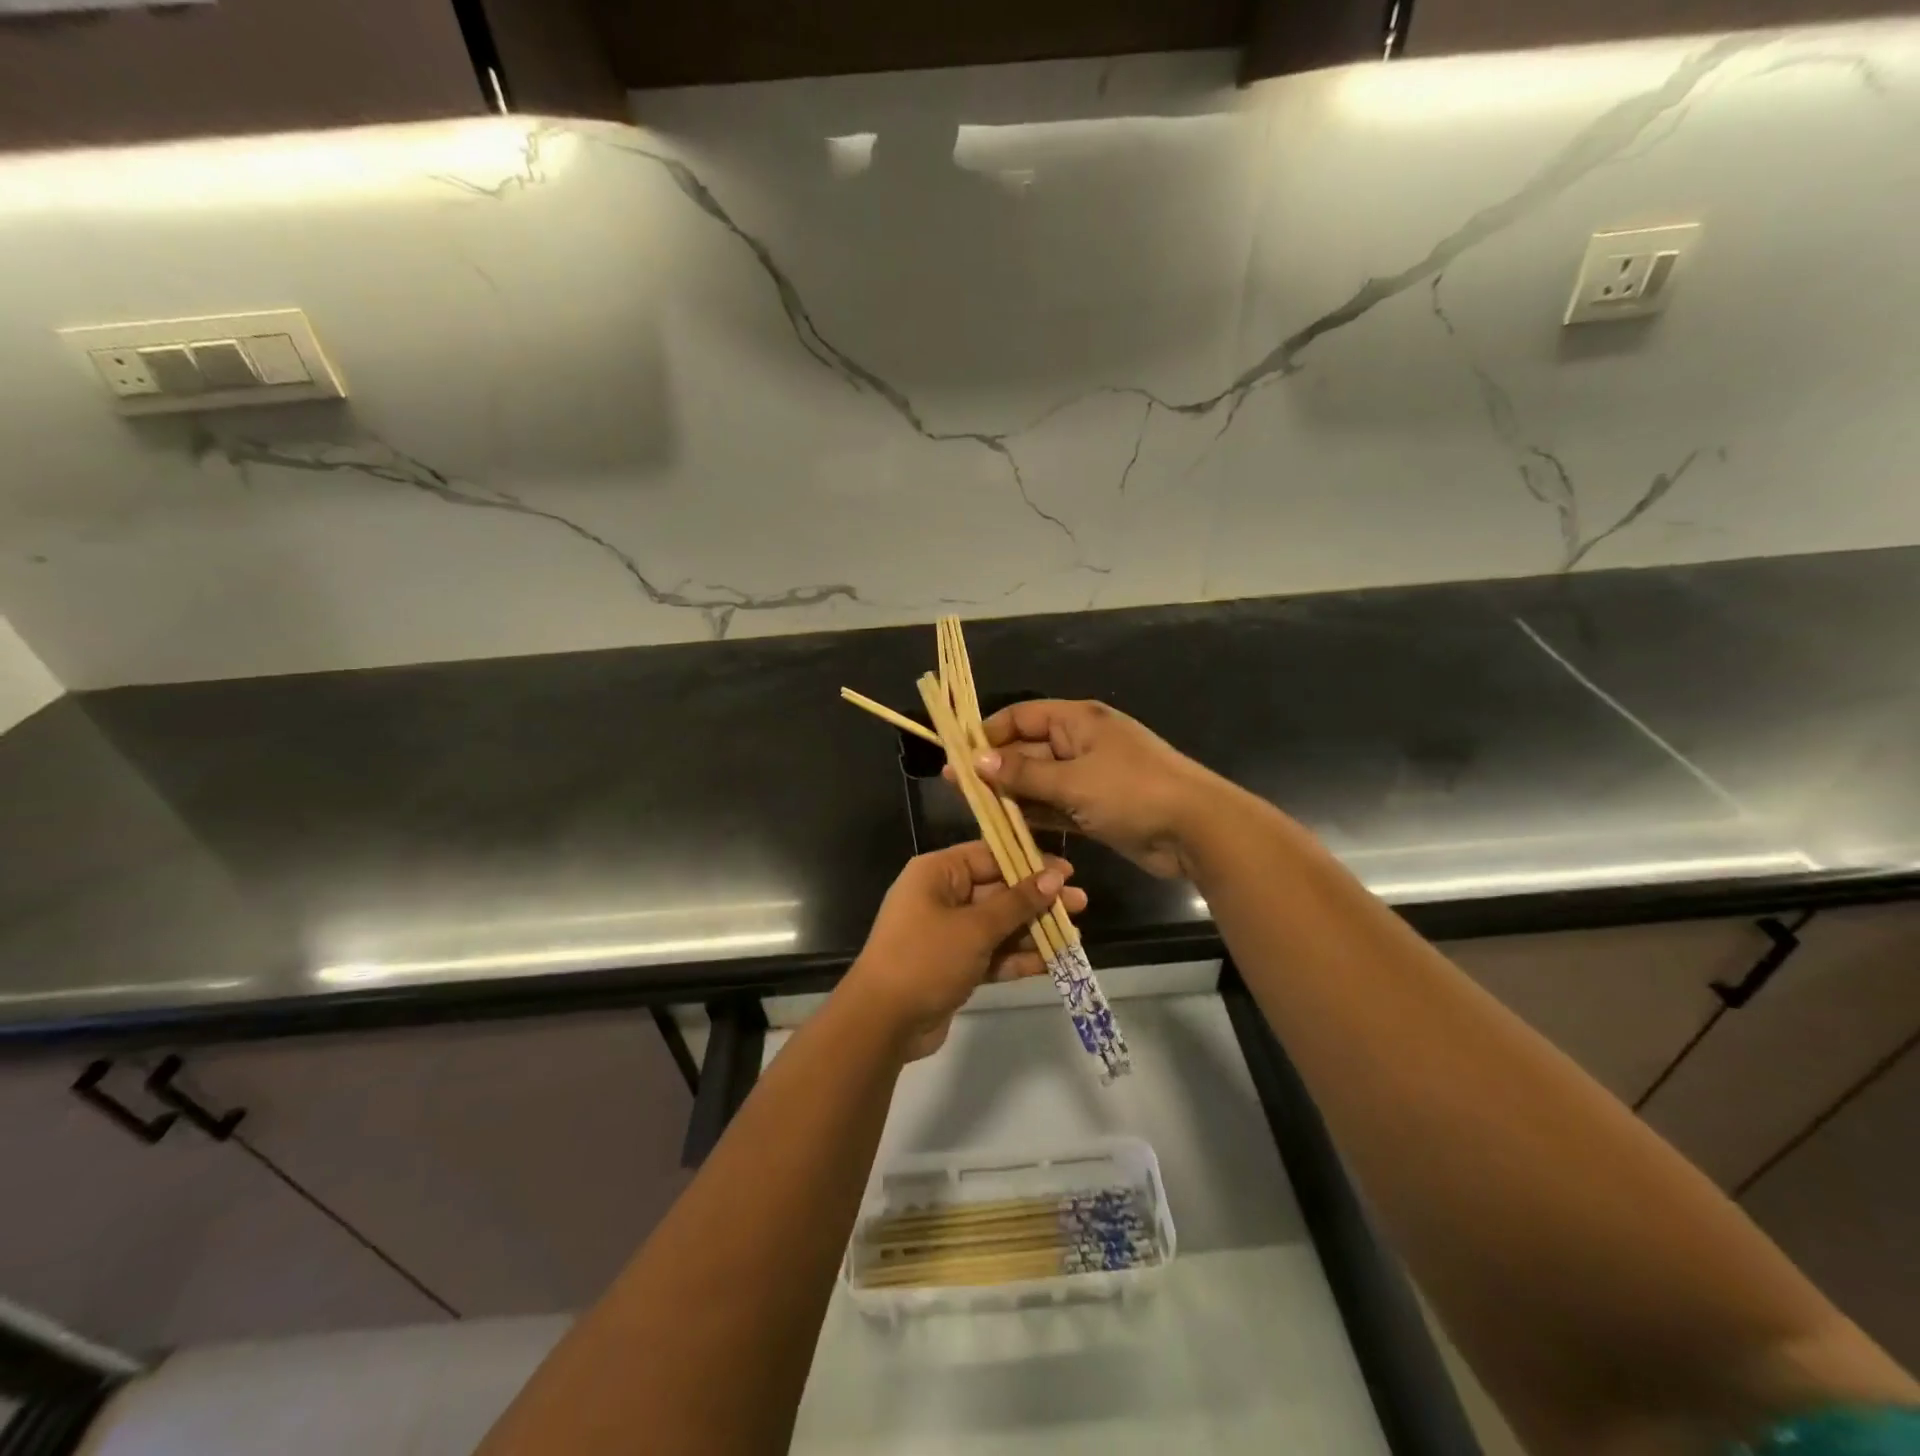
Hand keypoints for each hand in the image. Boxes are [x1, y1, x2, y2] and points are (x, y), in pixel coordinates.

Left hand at [844, 841, 1085, 1059]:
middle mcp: (942, 897)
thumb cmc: (925, 959)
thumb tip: (1054, 878)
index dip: (1029, 862)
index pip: (989, 855)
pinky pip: (992, 953)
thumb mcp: (974, 928)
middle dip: (1038, 900)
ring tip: (1075, 936)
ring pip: (999, 924)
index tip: (1067, 872)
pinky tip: (1052, 962)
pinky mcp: (955, 965)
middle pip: (998, 890)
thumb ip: (1017, 903)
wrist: (882, 1023)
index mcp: (937, 873)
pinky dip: (1018, 957)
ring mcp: (948, 933)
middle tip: (1080, 905)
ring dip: (1033, 930)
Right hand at [964, 699, 1231, 879]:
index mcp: (1078, 721)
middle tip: (958, 788)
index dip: (989, 732)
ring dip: (1012, 794)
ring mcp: (1090, 777)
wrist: (1195, 830)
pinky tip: (1006, 826)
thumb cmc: (1132, 792)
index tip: (958, 754)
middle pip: (1028, 750)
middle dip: (996, 768)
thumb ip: (1024, 774)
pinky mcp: (1096, 808)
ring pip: (1040, 782)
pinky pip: (1056, 806)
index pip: (1022, 716)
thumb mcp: (1073, 781)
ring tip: (974, 809)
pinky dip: (1035, 814)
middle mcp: (1081, 743)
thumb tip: (976, 760)